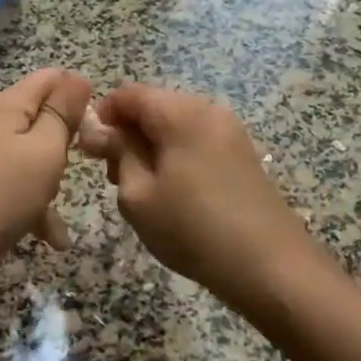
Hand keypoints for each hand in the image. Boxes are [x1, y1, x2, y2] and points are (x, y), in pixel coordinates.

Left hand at [0, 68, 91, 271]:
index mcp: (8, 106)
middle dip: (67, 139)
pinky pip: (16, 187)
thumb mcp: (45, 148)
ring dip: (52, 178)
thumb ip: (63, 113)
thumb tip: (78, 78)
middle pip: (40, 118)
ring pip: (31, 156)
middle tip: (85, 162)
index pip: (49, 78)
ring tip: (62, 201)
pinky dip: (35, 206)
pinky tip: (53, 238)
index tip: (98, 124)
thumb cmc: (3, 192)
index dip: (78, 93)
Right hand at [85, 84, 324, 310]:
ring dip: (151, 146)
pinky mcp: (242, 153)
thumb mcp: (138, 194)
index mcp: (180, 113)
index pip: (129, 94)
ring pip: (175, 124)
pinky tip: (173, 192)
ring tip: (142, 188)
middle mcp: (208, 110)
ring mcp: (230, 131)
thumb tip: (98, 129)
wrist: (270, 266)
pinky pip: (197, 140)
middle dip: (127, 133)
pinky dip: (176, 155)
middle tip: (113, 176)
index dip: (103, 117)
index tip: (91, 152)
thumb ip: (116, 153)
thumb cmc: (192, 229)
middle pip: (154, 106)